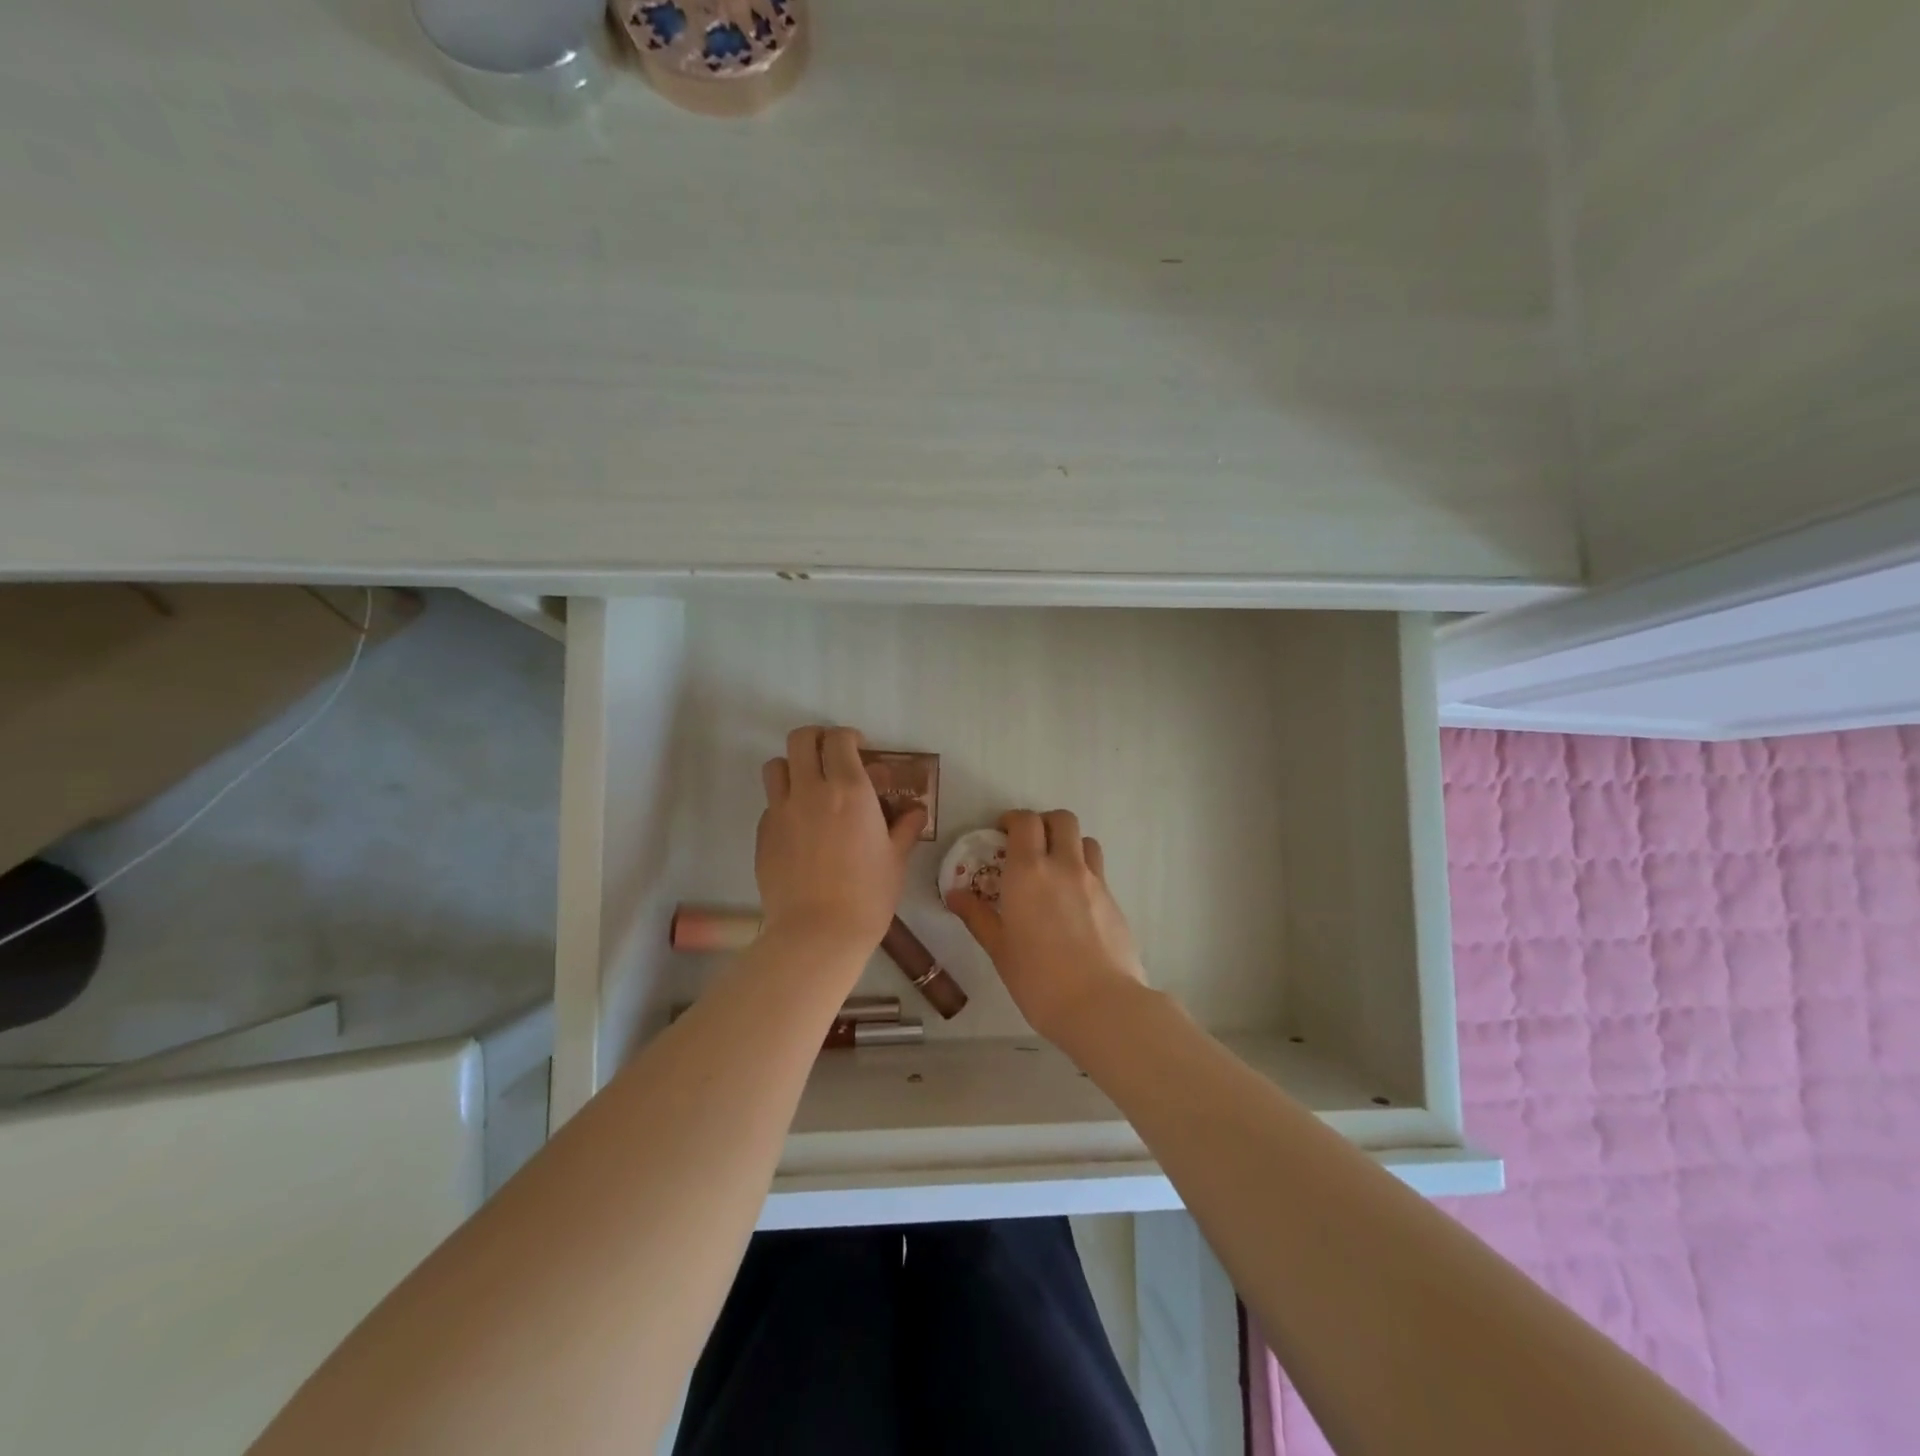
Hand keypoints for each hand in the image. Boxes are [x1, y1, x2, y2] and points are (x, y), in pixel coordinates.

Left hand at [756, 726, 925, 961]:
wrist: (818, 932)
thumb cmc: (868, 894)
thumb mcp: (896, 858)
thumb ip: (905, 827)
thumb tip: (915, 811)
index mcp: (850, 790)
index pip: (839, 740)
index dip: (849, 737)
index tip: (860, 749)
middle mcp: (811, 790)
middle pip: (801, 740)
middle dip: (817, 739)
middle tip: (831, 756)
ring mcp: (781, 811)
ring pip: (776, 766)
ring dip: (793, 767)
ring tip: (809, 787)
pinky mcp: (763, 834)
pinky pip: (771, 804)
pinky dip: (784, 803)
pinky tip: (800, 828)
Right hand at [945, 809, 1145, 1042]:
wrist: (1101, 1005)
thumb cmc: (1038, 979)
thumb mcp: (999, 949)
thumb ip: (977, 916)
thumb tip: (955, 894)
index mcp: (1029, 871)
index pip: (1025, 822)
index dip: (1013, 820)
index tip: (1001, 834)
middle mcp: (1064, 866)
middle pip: (1062, 819)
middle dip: (1044, 823)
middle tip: (1029, 845)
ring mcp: (1094, 881)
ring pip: (1085, 840)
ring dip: (1069, 844)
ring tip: (1055, 869)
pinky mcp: (1114, 901)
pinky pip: (1098, 871)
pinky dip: (1083, 872)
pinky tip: (1073, 903)